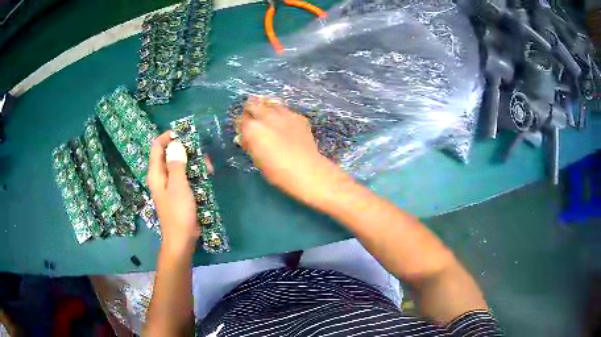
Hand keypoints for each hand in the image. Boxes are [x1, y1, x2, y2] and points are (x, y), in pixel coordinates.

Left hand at [148, 132, 211, 253]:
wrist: (182, 239)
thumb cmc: (178, 212)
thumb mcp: (178, 186)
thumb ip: (176, 164)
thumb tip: (176, 143)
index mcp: (156, 173)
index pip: (157, 146)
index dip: (168, 136)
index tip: (184, 134)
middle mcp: (161, 176)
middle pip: (169, 154)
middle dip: (186, 150)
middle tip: (201, 152)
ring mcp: (170, 185)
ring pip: (180, 165)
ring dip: (193, 162)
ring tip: (208, 167)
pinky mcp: (179, 192)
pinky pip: (186, 176)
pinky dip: (195, 173)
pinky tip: (207, 176)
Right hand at [240, 96, 346, 206]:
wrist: (306, 170)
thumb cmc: (277, 171)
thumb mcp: (257, 159)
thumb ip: (250, 144)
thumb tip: (246, 137)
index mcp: (253, 128)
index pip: (241, 118)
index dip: (240, 123)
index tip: (243, 129)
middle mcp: (266, 116)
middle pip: (253, 103)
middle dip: (251, 109)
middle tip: (253, 118)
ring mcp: (284, 114)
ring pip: (270, 102)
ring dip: (266, 107)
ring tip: (268, 115)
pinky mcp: (298, 117)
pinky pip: (286, 110)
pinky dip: (282, 113)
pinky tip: (284, 123)